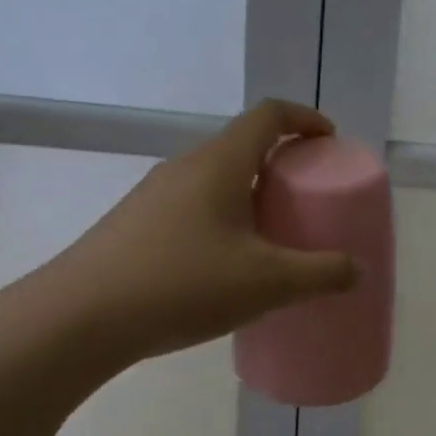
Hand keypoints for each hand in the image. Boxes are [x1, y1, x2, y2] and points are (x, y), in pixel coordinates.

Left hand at [52, 100, 359, 360]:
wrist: (77, 319)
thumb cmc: (181, 284)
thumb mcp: (266, 283)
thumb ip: (321, 274)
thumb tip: (357, 270)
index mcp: (220, 164)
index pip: (268, 115)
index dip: (305, 119)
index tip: (328, 141)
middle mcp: (185, 168)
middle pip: (243, 145)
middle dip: (283, 163)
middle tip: (308, 197)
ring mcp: (154, 195)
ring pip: (216, 178)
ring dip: (251, 193)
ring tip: (273, 235)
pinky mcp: (135, 224)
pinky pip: (193, 205)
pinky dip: (224, 217)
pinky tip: (227, 265)